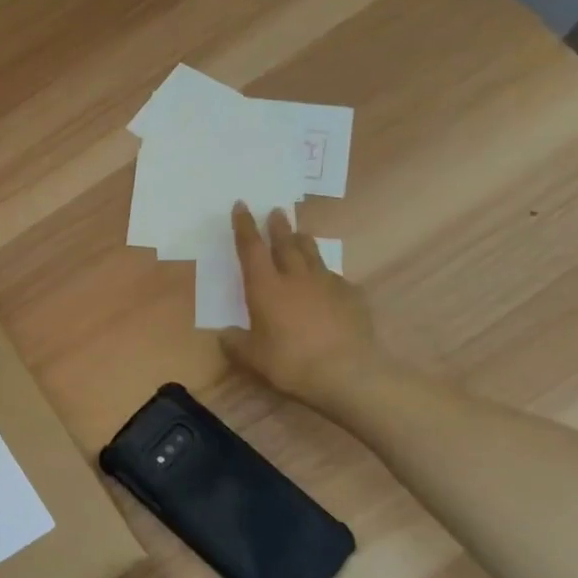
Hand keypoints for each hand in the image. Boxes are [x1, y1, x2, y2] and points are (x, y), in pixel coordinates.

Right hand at [221, 203, 383, 408]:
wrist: (348, 372)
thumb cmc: (290, 362)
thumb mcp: (251, 357)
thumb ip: (235, 342)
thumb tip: (225, 334)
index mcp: (265, 287)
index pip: (251, 248)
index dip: (244, 226)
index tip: (241, 205)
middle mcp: (295, 277)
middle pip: (285, 243)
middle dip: (277, 226)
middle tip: (276, 211)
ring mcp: (327, 284)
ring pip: (312, 254)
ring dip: (302, 241)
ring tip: (299, 234)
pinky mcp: (352, 296)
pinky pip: (334, 277)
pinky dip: (324, 274)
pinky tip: (325, 283)